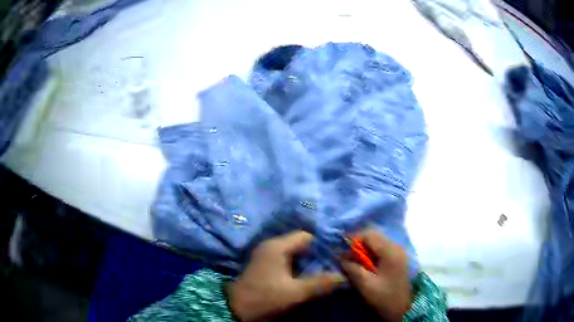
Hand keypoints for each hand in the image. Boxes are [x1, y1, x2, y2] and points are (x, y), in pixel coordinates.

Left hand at [227, 231, 345, 320]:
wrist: (236, 308)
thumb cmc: (265, 298)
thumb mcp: (296, 293)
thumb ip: (321, 283)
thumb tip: (343, 276)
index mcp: (277, 246)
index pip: (306, 236)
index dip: (322, 245)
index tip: (335, 257)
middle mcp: (270, 246)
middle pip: (300, 244)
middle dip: (316, 255)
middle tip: (331, 265)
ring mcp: (265, 255)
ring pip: (293, 253)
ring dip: (307, 262)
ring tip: (322, 272)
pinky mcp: (263, 265)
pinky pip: (285, 260)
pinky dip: (297, 266)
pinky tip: (305, 277)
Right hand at [341, 231, 411, 321]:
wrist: (402, 309)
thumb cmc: (384, 296)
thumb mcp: (365, 284)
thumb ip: (352, 268)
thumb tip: (341, 256)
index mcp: (390, 252)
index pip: (370, 235)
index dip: (354, 239)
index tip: (342, 250)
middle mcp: (397, 247)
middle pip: (375, 236)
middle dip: (359, 244)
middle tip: (348, 256)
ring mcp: (399, 252)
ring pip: (379, 242)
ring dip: (365, 249)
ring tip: (355, 261)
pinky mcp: (398, 259)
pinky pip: (383, 249)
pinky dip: (372, 253)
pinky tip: (366, 264)